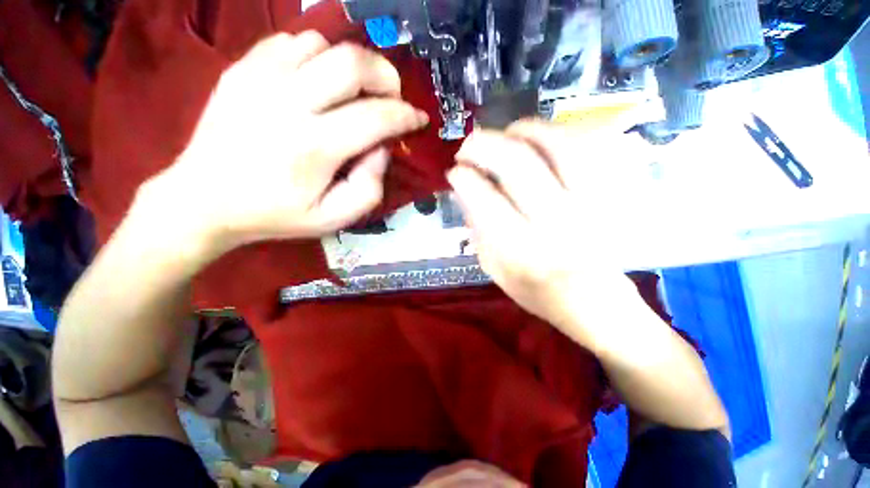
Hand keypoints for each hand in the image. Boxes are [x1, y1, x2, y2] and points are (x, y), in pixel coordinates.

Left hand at [145, 32, 428, 255]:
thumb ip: (370, 187)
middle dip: (386, 76)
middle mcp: (288, 103)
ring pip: (324, 45)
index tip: (418, 119)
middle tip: (392, 96)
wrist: (204, 199)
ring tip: (355, 92)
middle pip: (352, 62)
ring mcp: (260, 78)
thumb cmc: (276, 214)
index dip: (406, 115)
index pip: (376, 117)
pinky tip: (318, 82)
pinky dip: (317, 56)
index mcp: (314, 147)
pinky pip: (292, 42)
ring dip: (351, 66)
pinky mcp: (242, 68)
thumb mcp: (335, 218)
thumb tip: (381, 148)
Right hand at [447, 120, 645, 345]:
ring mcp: (594, 205)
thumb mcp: (494, 270)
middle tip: (470, 145)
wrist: (596, 305)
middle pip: (518, 163)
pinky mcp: (617, 196)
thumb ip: (477, 229)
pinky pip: (595, 146)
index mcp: (521, 251)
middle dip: (484, 144)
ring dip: (525, 130)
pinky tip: (544, 137)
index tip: (454, 171)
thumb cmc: (538, 292)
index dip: (464, 176)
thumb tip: (464, 189)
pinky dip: (564, 132)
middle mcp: (557, 224)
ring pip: (560, 144)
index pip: (485, 199)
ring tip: (508, 133)